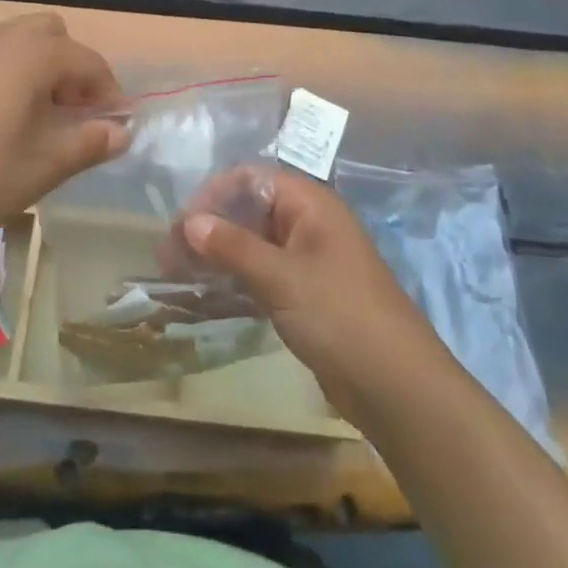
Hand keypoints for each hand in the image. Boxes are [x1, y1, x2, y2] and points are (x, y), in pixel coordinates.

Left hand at [0, 13, 128, 254]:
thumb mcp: (42, 166)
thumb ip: (88, 143)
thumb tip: (121, 131)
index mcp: (31, 53)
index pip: (87, 61)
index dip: (108, 92)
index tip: (115, 126)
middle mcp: (0, 37)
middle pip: (53, 35)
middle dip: (73, 69)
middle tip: (74, 115)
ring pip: (19, 41)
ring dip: (41, 69)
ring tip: (40, 121)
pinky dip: (10, 74)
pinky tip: (0, 121)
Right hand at [182, 168, 442, 422]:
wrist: (397, 387)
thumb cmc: (340, 316)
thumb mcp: (282, 277)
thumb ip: (233, 247)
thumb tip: (188, 222)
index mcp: (311, 205)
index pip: (251, 180)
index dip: (213, 195)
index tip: (181, 224)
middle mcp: (308, 224)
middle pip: (249, 211)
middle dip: (209, 228)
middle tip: (169, 256)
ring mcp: (307, 261)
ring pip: (252, 245)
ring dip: (216, 255)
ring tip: (177, 275)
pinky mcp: (305, 295)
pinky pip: (261, 275)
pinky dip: (234, 280)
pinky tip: (205, 294)